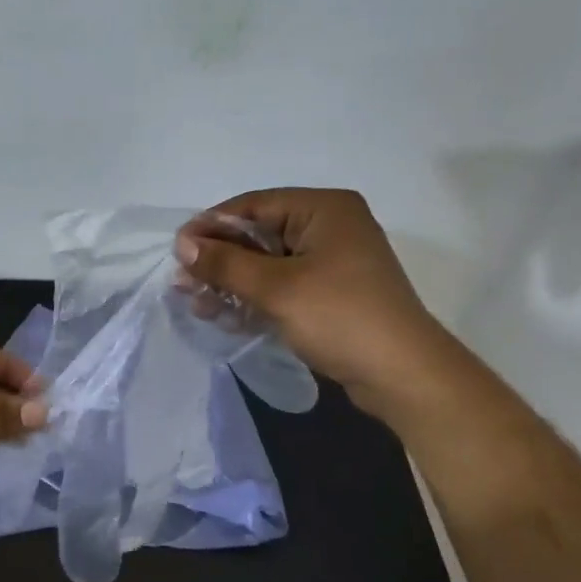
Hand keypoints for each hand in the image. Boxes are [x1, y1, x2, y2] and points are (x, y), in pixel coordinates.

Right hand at [176, 189, 463, 421]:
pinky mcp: (330, 292)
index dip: (211, 226)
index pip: (253, 206)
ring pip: (267, 263)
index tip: (177, 250)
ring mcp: (331, 261)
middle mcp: (328, 226)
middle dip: (219, 260)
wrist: (403, 376)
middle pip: (258, 235)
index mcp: (323, 209)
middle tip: (182, 282)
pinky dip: (254, 297)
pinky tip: (224, 315)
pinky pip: (282, 285)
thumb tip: (182, 244)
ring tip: (197, 304)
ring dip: (232, 283)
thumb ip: (225, 264)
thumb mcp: (276, 288)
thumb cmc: (340, 317)